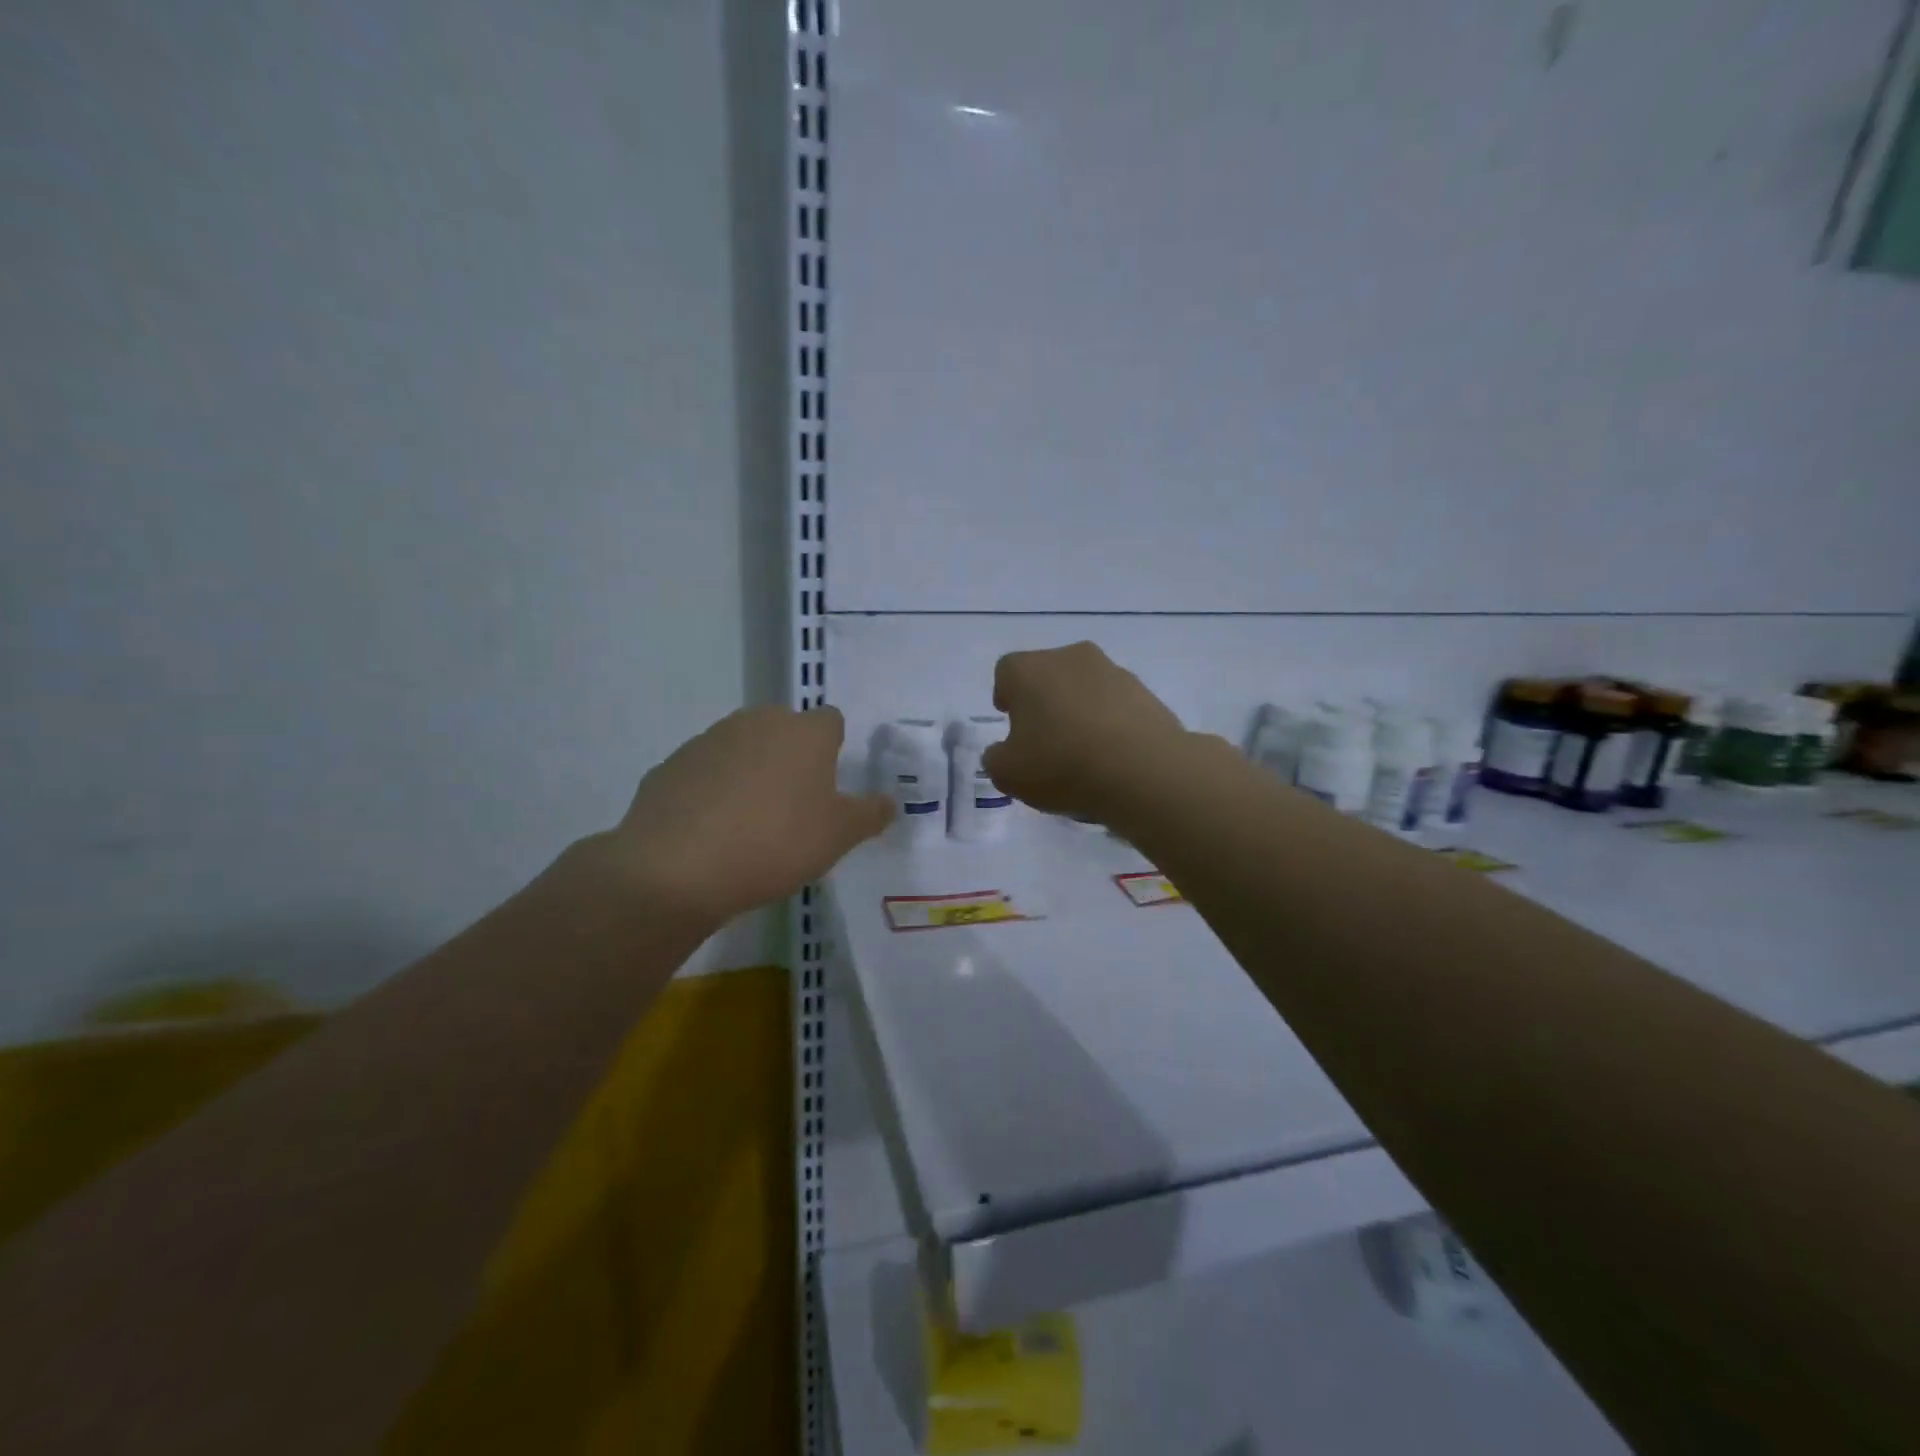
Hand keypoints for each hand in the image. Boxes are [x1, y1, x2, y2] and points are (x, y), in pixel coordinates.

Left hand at [602, 705, 894, 924]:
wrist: (677, 867)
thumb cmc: (775, 843)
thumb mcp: (838, 836)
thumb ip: (869, 814)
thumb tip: (890, 802)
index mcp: (804, 733)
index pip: (831, 721)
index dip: (834, 749)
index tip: (829, 785)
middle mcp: (757, 723)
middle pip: (784, 730)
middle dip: (791, 758)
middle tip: (793, 806)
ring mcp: (709, 740)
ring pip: (742, 748)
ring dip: (750, 772)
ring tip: (749, 823)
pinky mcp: (671, 765)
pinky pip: (704, 772)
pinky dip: (712, 791)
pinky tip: (711, 830)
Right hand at [982, 642, 1189, 819]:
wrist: (1144, 770)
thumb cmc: (1062, 765)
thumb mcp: (1007, 774)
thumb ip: (996, 758)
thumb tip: (1004, 750)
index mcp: (1029, 669)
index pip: (1006, 671)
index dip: (1006, 695)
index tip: (1011, 722)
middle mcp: (1070, 657)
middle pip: (1048, 674)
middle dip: (1043, 701)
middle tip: (1044, 738)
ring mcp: (1112, 671)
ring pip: (1084, 687)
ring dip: (1079, 710)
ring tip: (1082, 751)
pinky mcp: (1145, 692)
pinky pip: (1116, 704)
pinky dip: (1110, 722)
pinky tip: (1111, 755)